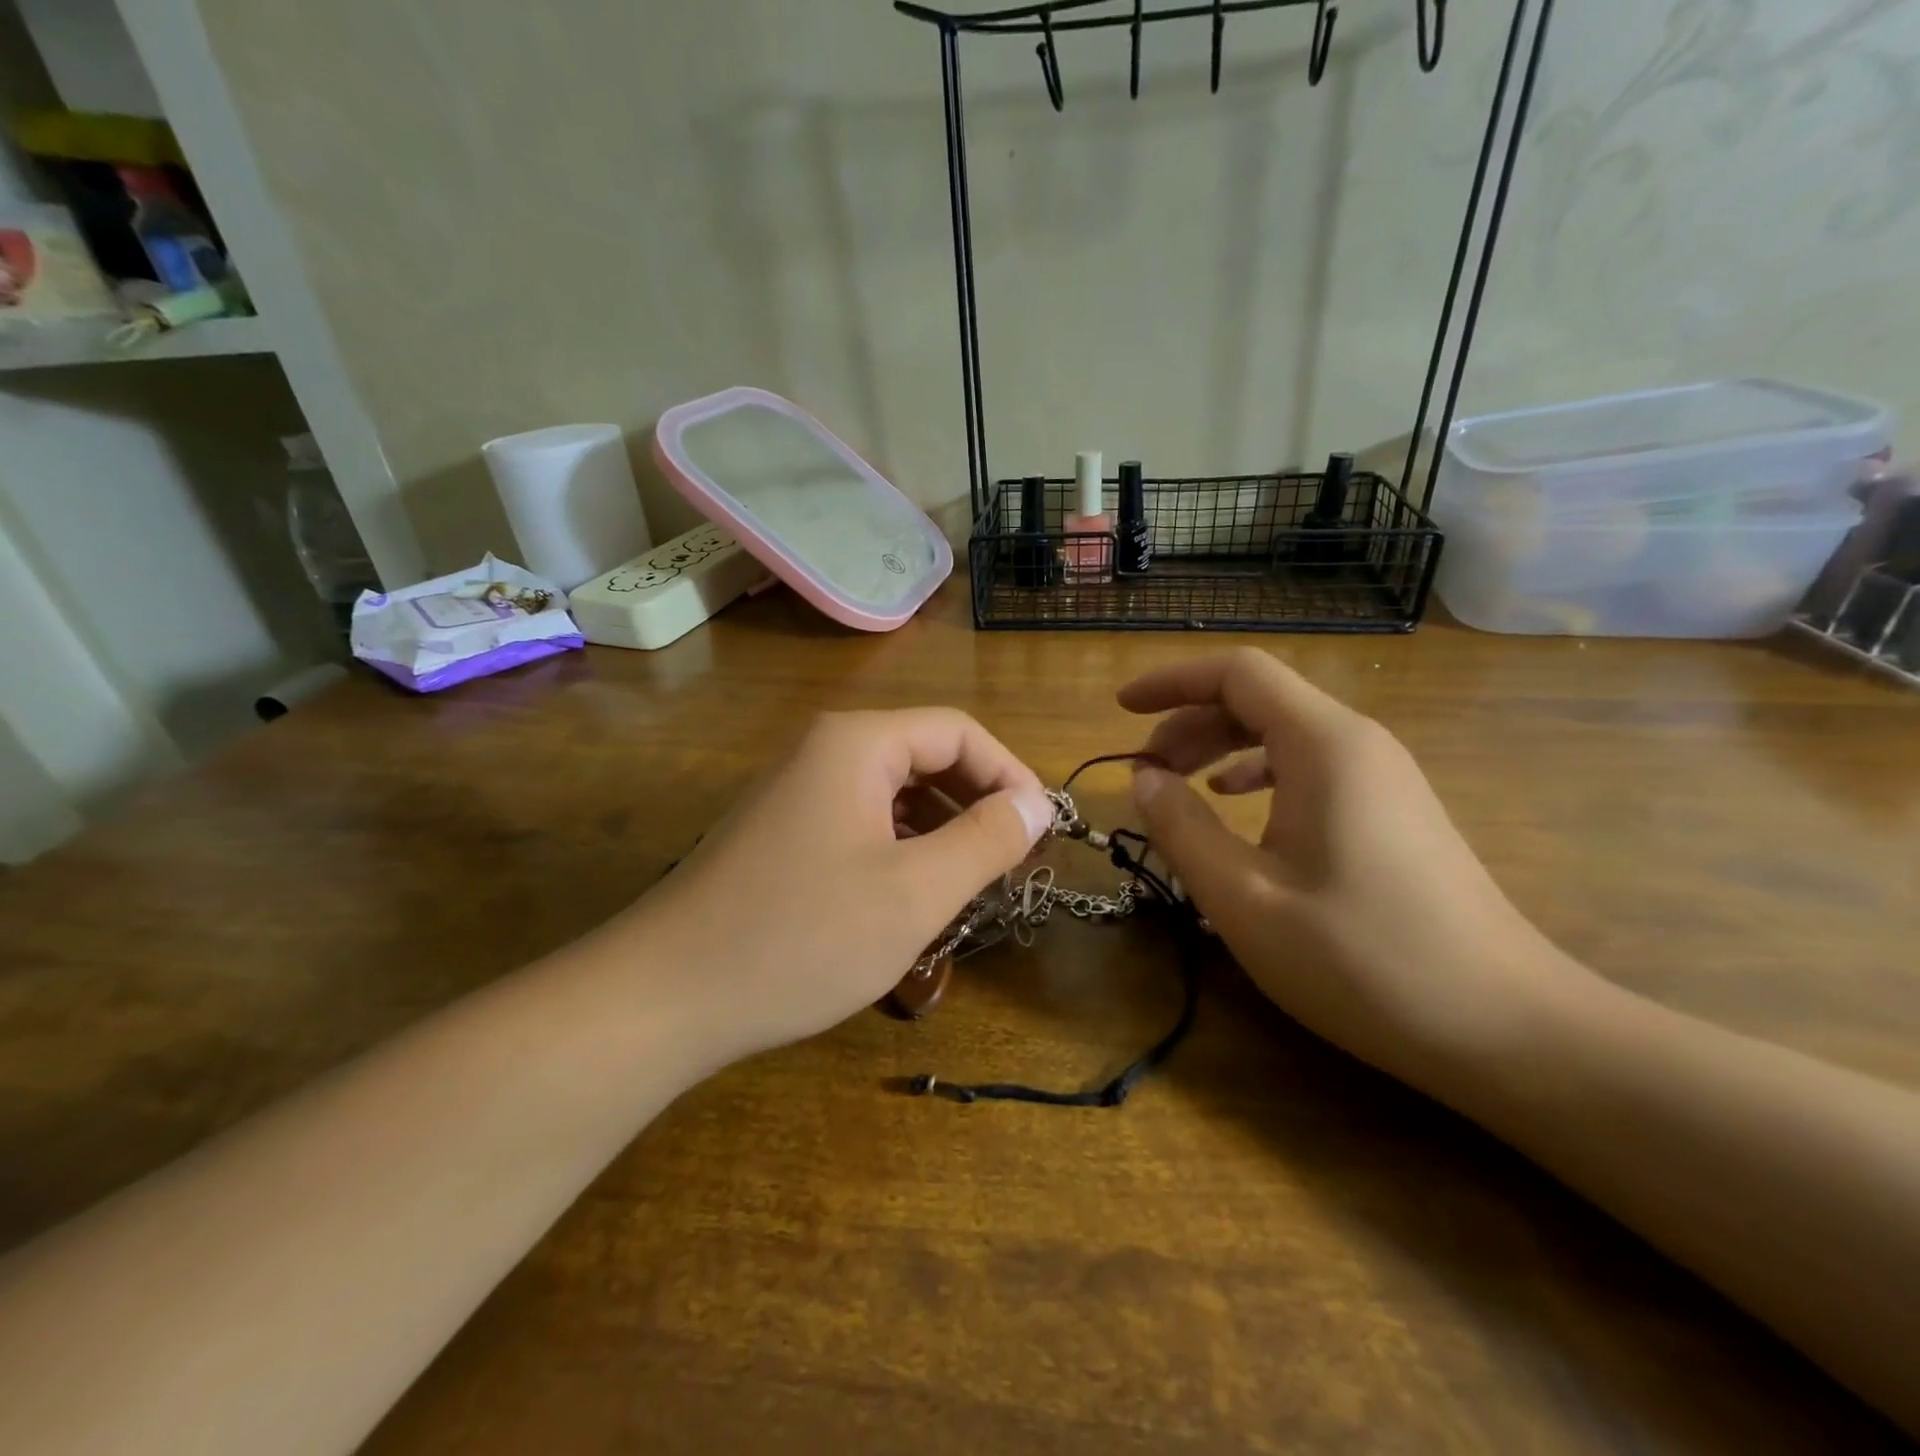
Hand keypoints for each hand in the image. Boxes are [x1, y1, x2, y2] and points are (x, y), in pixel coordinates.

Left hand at [625, 709, 1053, 1066]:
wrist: (665, 996)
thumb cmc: (801, 937)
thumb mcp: (914, 892)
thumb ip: (987, 840)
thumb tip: (1037, 803)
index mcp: (857, 744)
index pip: (958, 731)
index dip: (1009, 774)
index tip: (1041, 831)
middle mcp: (824, 752)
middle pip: (925, 757)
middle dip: (977, 804)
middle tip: (1012, 862)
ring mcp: (797, 793)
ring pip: (894, 794)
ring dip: (941, 830)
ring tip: (970, 884)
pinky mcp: (782, 833)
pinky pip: (862, 822)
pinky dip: (901, 849)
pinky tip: (911, 896)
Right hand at [1120, 649, 1591, 1092]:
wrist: (1507, 1026)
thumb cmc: (1363, 960)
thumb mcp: (1245, 898)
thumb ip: (1183, 828)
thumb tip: (1142, 778)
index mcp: (1323, 745)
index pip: (1237, 674)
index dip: (1171, 681)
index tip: (1122, 709)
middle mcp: (1357, 743)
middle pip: (1259, 698)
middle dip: (1189, 721)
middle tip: (1143, 770)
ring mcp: (1382, 776)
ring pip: (1284, 731)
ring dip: (1220, 747)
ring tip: (1178, 785)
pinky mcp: (1391, 810)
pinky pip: (1310, 764)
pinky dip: (1258, 772)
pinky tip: (1236, 804)